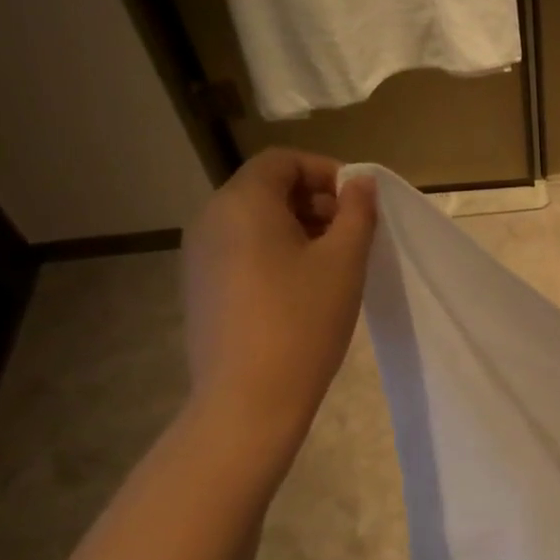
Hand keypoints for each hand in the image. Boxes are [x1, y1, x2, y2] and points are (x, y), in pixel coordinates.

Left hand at [181, 149, 376, 445]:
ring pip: (253, 222)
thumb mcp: (344, 262)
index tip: (358, 202)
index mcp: (242, 203)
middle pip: (265, 188)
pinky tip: (301, 290)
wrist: (248, 399)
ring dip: (296, 228)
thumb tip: (361, 182)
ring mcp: (199, 256)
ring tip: (332, 264)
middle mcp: (210, 219)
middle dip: (313, 200)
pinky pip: (240, 251)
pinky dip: (274, 253)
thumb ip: (357, 212)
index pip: (281, 160)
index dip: (325, 171)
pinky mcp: (200, 288)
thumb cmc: (303, 321)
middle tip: (352, 234)